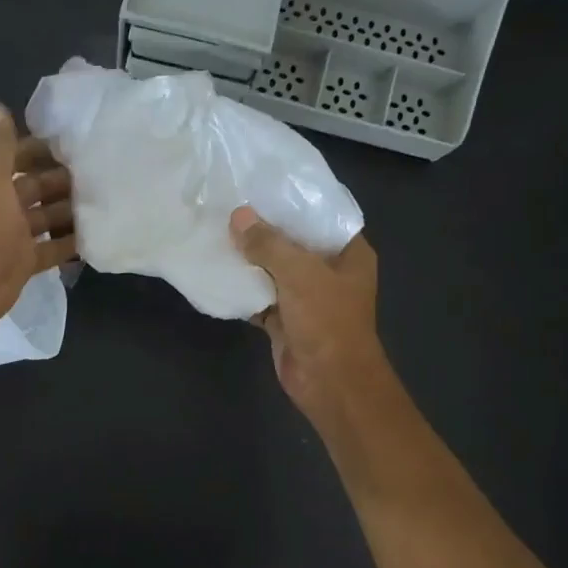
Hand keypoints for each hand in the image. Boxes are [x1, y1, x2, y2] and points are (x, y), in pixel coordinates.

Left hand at [0, 103, 77, 334]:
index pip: (16, 159)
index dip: (39, 150)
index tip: (72, 145)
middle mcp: (0, 207)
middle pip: (34, 188)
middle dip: (60, 180)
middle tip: (97, 172)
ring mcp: (13, 237)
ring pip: (45, 218)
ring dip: (68, 210)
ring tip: (104, 199)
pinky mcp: (26, 262)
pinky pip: (52, 249)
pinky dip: (70, 243)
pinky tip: (96, 234)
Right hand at [230, 206, 385, 422]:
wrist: (329, 382)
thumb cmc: (327, 321)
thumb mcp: (299, 274)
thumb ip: (268, 244)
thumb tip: (238, 216)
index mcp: (349, 254)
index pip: (321, 217)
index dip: (293, 202)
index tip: (261, 184)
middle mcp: (331, 272)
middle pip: (294, 244)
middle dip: (264, 231)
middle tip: (229, 206)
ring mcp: (308, 298)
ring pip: (275, 272)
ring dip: (251, 261)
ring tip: (218, 233)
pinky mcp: (287, 320)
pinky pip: (262, 298)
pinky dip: (244, 290)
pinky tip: (219, 273)